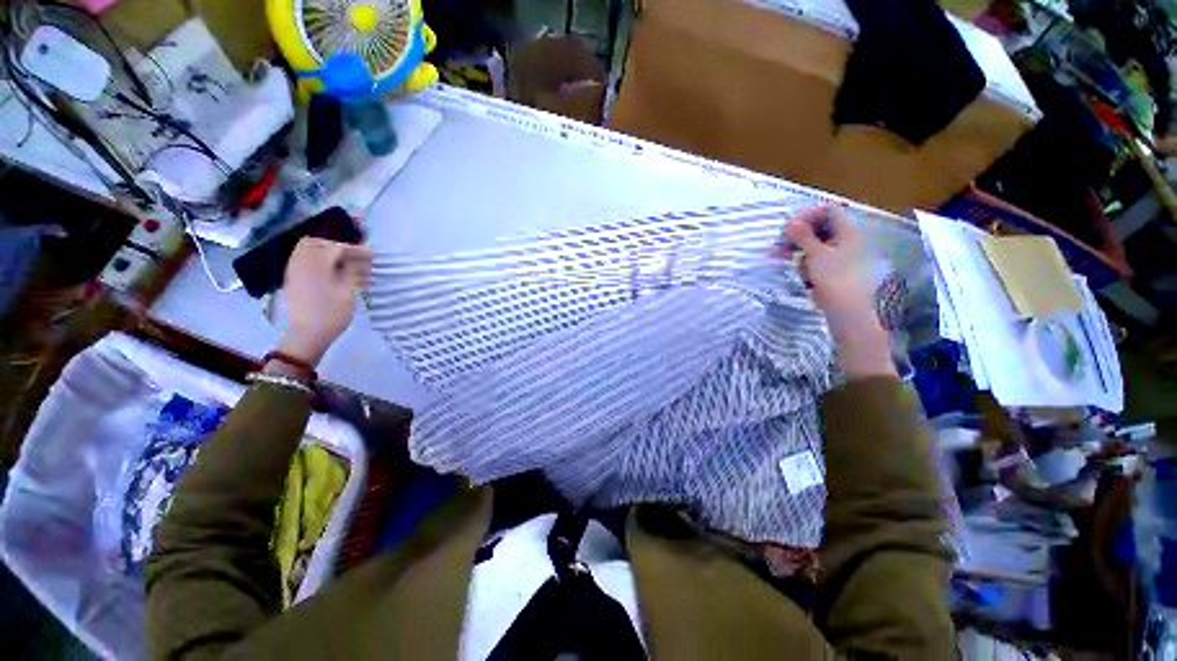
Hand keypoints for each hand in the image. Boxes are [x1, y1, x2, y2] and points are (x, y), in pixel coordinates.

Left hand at [276, 238, 373, 366]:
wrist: (305, 338)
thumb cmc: (329, 315)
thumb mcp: (347, 292)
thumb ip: (353, 270)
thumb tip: (358, 260)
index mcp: (317, 258)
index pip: (341, 248)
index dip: (358, 251)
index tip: (373, 255)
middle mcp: (304, 258)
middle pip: (324, 244)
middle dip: (340, 249)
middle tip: (354, 260)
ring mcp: (295, 269)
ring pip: (312, 251)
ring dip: (328, 255)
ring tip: (342, 267)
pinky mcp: (292, 280)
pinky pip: (305, 262)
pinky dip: (317, 263)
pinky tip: (329, 275)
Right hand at [784, 206, 893, 377]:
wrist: (852, 322)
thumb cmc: (836, 283)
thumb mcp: (815, 255)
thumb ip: (802, 235)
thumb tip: (791, 222)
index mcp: (848, 232)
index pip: (828, 210)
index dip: (809, 215)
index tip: (792, 228)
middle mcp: (850, 244)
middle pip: (822, 231)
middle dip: (802, 240)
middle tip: (782, 251)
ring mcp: (848, 263)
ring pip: (820, 251)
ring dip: (806, 260)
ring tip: (804, 276)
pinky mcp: (843, 281)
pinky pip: (825, 269)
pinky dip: (815, 274)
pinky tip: (813, 288)